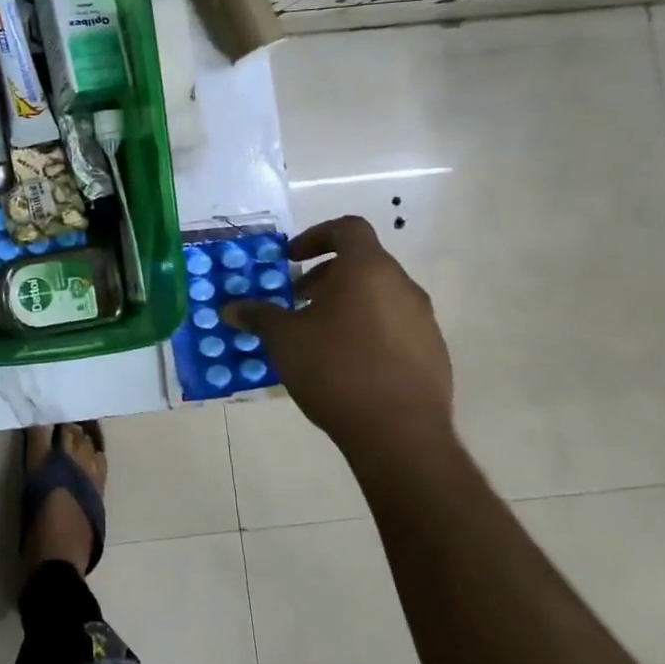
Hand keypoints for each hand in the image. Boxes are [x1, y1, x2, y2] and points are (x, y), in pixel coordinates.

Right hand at [223, 216, 453, 458]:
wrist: (399, 434)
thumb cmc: (335, 369)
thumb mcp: (284, 339)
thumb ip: (258, 316)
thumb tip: (230, 308)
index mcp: (367, 270)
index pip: (348, 228)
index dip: (317, 235)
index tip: (292, 258)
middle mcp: (402, 286)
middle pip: (363, 263)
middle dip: (325, 275)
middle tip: (297, 300)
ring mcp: (423, 321)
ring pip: (380, 295)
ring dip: (347, 303)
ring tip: (318, 334)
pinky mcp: (433, 353)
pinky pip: (395, 326)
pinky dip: (368, 329)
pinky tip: (346, 363)